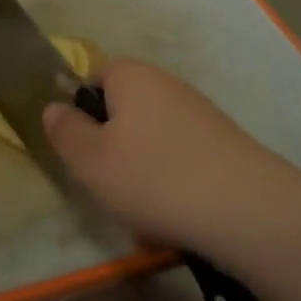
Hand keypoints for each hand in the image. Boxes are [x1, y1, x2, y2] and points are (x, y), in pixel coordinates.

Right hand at [43, 59, 300, 256]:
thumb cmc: (153, 177)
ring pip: (153, 145)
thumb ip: (66, 131)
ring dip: (142, 178)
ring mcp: (202, 115)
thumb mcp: (90, 160)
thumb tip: (54, 107)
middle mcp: (169, 85)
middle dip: (114, 152)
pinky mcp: (225, 145)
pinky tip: (176, 223)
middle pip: (126, 114)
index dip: (83, 113)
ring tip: (145, 219)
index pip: (96, 78)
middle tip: (109, 188)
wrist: (246, 209)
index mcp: (133, 77)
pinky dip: (173, 189)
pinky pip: (182, 164)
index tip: (82, 152)